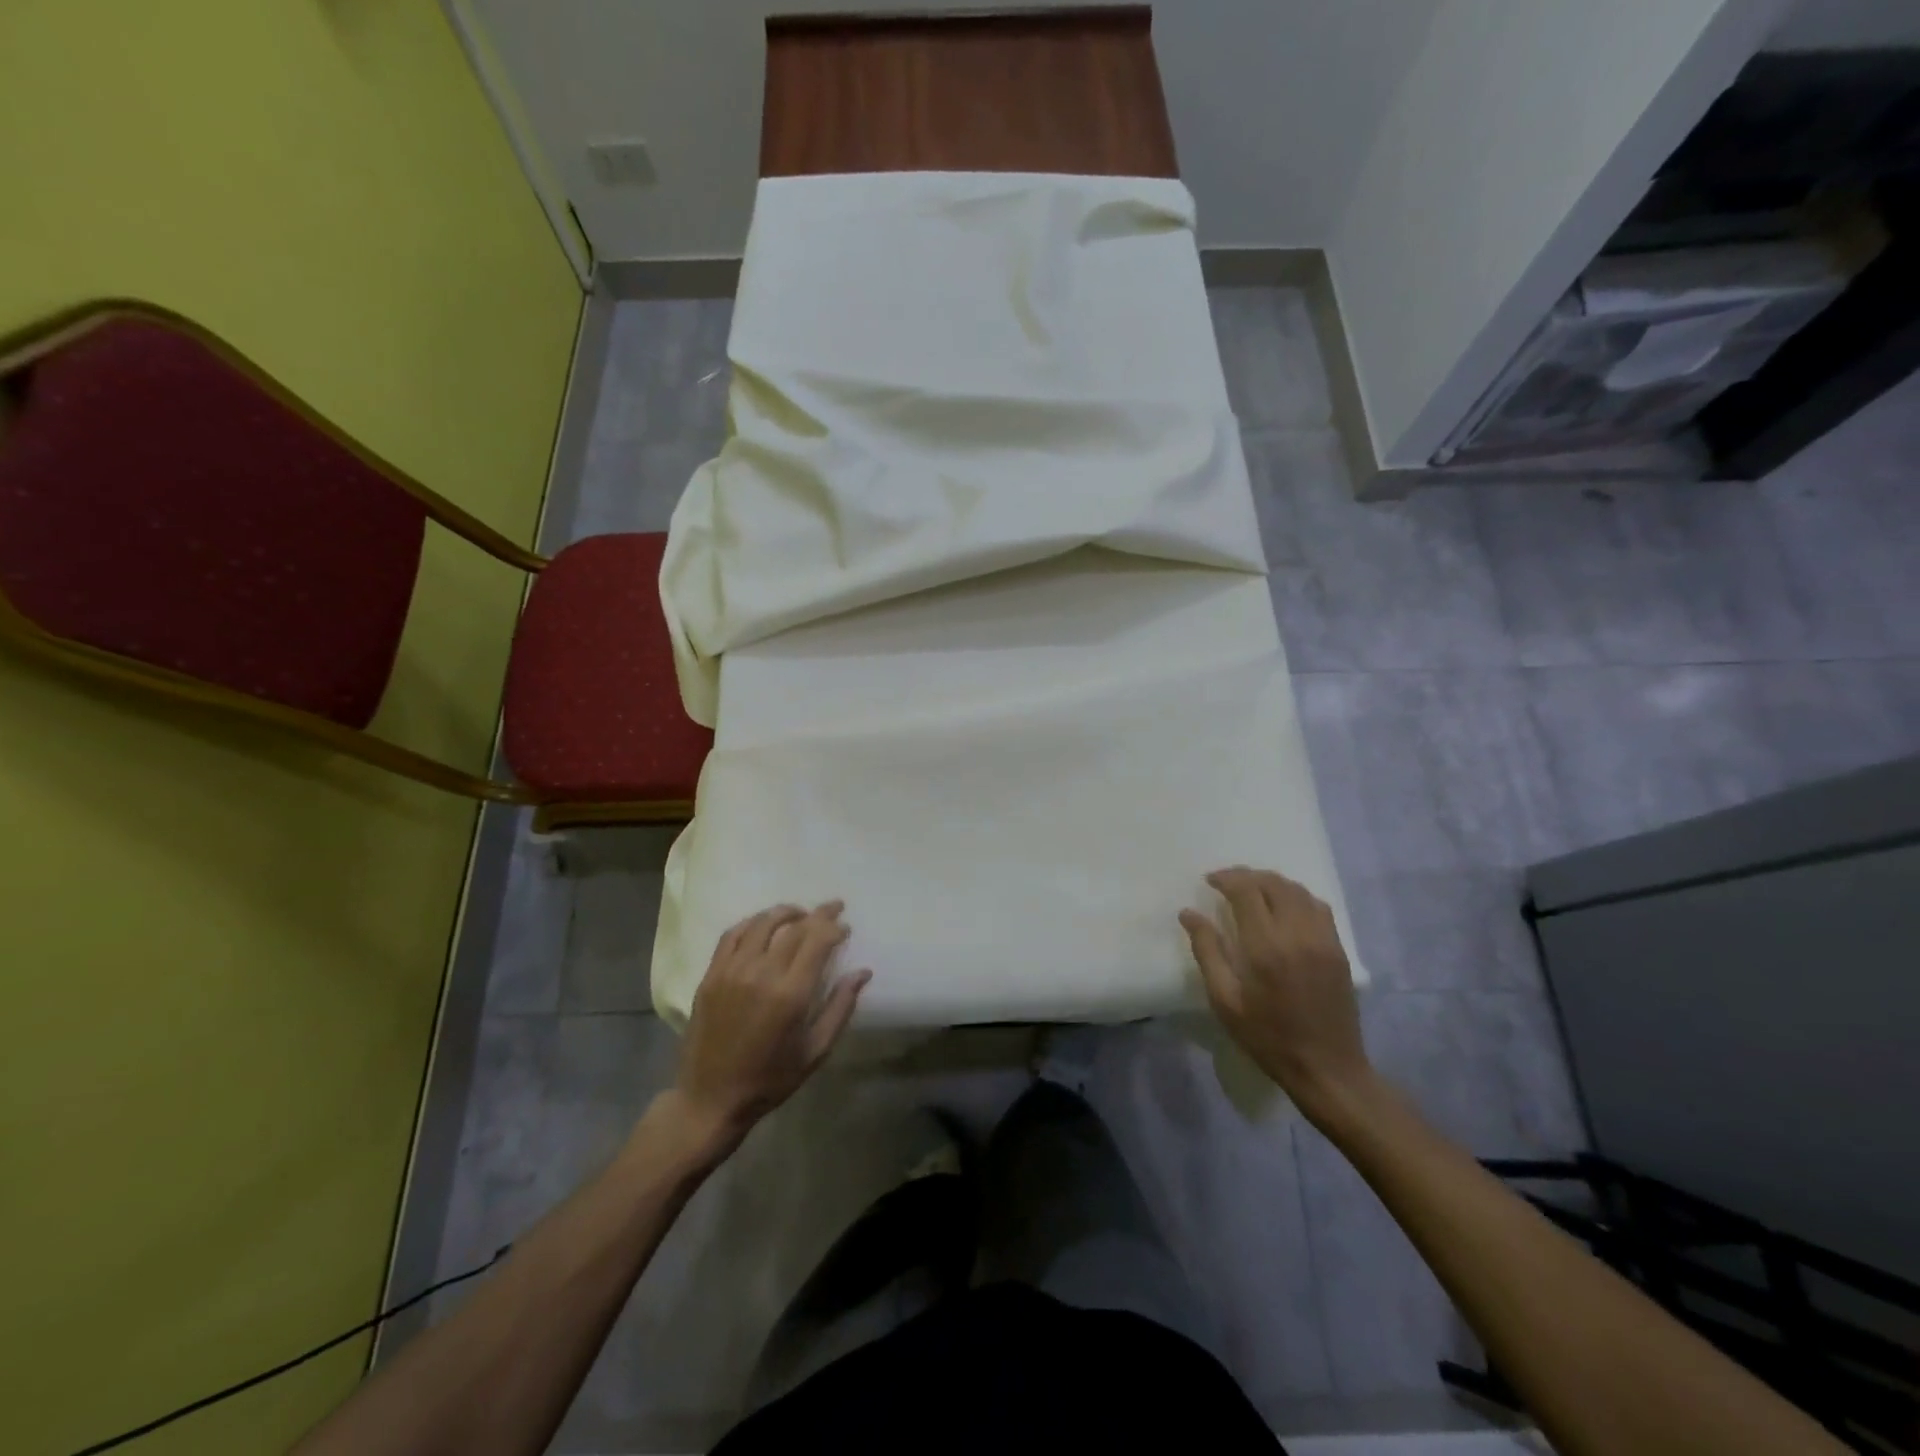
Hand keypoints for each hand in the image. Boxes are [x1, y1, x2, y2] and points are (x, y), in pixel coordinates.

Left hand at [671, 902, 870, 1148]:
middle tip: (833, 908)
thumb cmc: (770, 1079)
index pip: (817, 940)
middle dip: (818, 914)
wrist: (711, 1099)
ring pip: (762, 924)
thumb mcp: (816, 1051)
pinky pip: (732, 935)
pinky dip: (752, 922)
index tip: (845, 928)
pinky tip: (763, 924)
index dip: (834, 927)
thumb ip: (841, 1007)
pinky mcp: (711, 975)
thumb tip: (863, 972)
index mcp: (791, 994)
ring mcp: (732, 971)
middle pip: (794, 927)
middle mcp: (761, 974)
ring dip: (786, 912)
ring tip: (801, 913)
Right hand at [1181, 867, 1371, 1118]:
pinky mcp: (1338, 949)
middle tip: (1227, 883)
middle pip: (1273, 884)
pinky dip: (1297, 896)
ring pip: (1297, 890)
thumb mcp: (1224, 1000)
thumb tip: (1188, 913)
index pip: (1246, 891)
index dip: (1226, 878)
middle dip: (1247, 876)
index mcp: (1265, 946)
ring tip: (1253, 890)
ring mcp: (1323, 939)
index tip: (1209, 881)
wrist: (1327, 1069)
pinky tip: (1284, 906)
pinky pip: (1318, 906)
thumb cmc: (1267, 1037)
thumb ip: (1207, 951)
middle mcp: (1297, 934)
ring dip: (1272, 882)